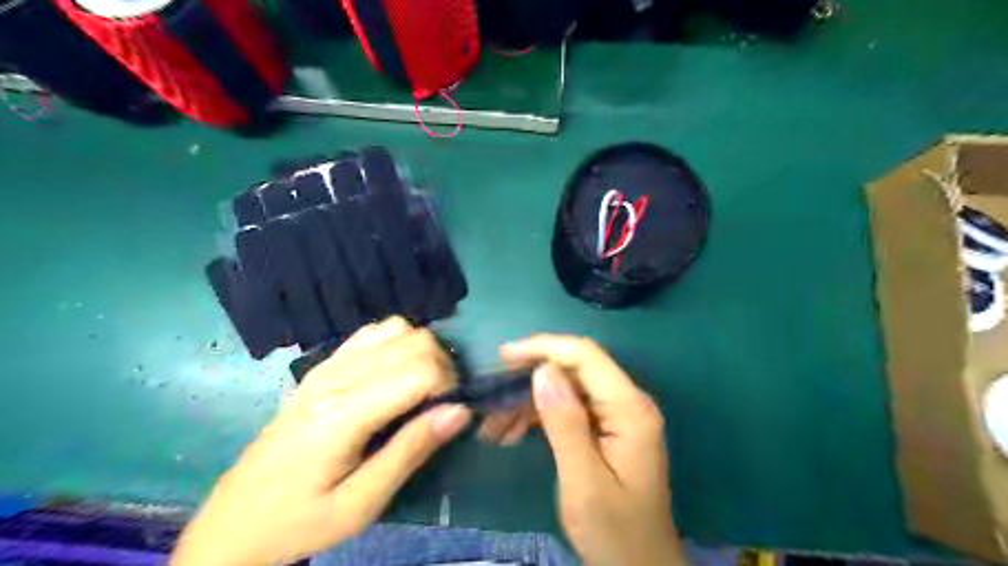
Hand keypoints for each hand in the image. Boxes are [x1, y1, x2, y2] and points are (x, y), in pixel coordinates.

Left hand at [168, 318, 473, 565]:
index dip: (450, 385)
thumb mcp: (361, 504)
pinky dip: (398, 344)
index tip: (451, 413)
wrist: (236, 520)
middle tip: (440, 405)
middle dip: (442, 367)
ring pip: (398, 328)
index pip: (420, 369)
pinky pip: (374, 332)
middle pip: (415, 340)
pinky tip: (394, 375)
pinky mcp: (324, 365)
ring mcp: (328, 365)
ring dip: (421, 352)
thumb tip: (460, 410)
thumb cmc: (301, 519)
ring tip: (420, 389)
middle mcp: (337, 376)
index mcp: (344, 413)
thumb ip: (411, 451)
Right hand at [488, 334, 685, 565]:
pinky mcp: (605, 427)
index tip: (503, 357)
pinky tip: (512, 432)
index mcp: (630, 409)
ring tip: (495, 427)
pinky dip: (538, 415)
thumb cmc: (614, 531)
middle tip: (492, 402)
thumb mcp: (584, 482)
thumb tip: (543, 370)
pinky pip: (568, 407)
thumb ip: (565, 423)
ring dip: (529, 400)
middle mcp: (627, 401)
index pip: (585, 355)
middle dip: (530, 378)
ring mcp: (617, 414)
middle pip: (574, 368)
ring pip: (566, 387)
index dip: (543, 347)